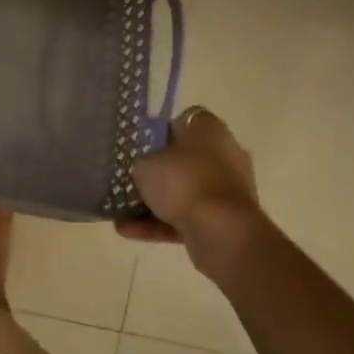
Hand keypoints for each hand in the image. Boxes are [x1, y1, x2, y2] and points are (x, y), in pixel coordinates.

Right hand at [118, 105, 265, 271]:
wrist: (221, 232)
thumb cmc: (182, 182)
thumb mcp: (144, 164)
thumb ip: (142, 162)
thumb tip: (145, 167)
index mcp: (210, 128)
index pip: (184, 121)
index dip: (160, 132)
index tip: (141, 147)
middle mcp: (225, 153)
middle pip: (186, 158)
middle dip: (160, 171)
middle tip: (134, 179)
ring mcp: (229, 188)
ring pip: (186, 191)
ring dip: (158, 202)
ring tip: (123, 214)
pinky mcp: (228, 219)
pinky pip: (190, 216)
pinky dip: (164, 224)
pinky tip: (131, 231)